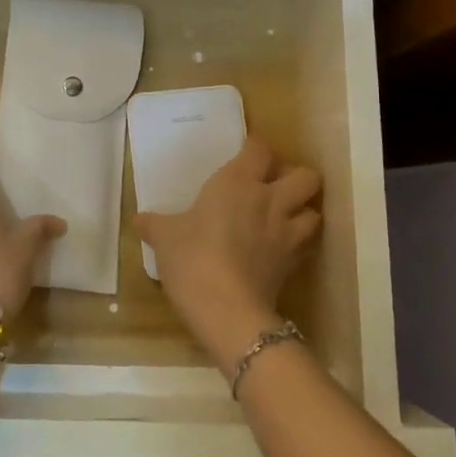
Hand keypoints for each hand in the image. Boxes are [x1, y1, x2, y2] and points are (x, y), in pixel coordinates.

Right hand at [135, 138, 321, 370]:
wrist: (226, 309)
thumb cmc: (192, 257)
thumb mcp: (163, 236)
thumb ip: (153, 223)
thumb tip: (140, 220)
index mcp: (238, 182)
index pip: (260, 149)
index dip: (256, 147)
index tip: (245, 151)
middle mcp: (270, 201)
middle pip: (306, 176)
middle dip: (294, 177)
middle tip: (273, 186)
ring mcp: (287, 234)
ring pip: (315, 211)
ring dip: (303, 211)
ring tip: (284, 217)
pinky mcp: (294, 265)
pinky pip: (306, 245)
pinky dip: (299, 243)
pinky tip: (280, 248)